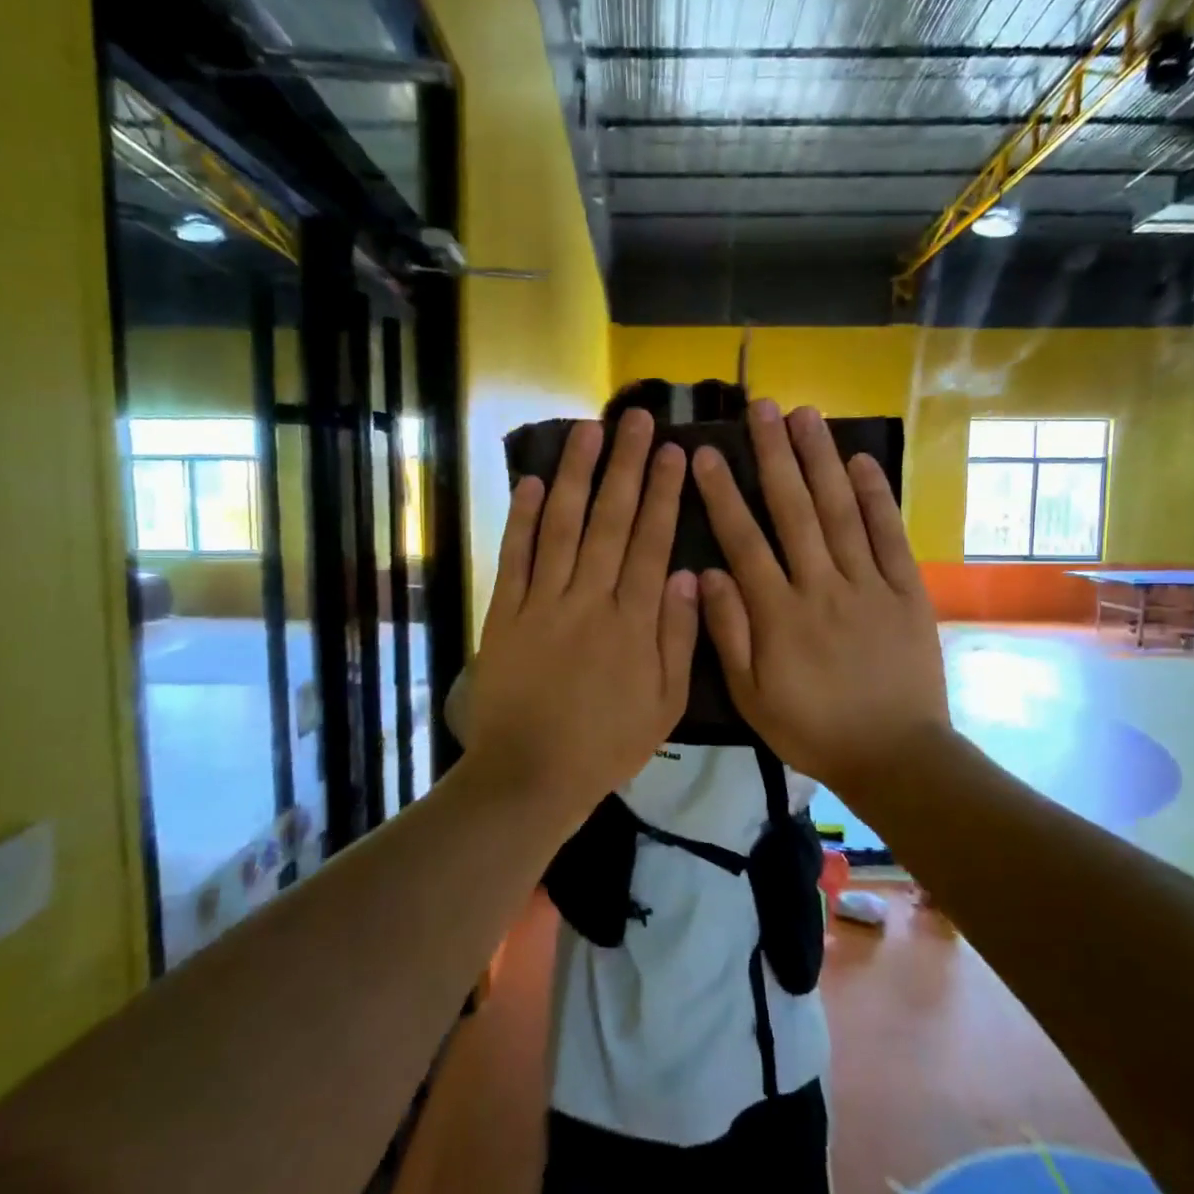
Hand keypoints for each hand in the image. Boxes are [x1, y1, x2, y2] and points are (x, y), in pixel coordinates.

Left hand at [460, 411, 699, 819]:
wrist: (532, 774)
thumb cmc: (606, 744)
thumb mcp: (664, 704)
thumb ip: (678, 638)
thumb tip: (689, 575)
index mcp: (633, 622)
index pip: (652, 542)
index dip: (663, 494)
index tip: (673, 452)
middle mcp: (589, 599)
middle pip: (610, 521)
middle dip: (626, 466)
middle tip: (637, 419)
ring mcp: (542, 603)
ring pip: (563, 527)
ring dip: (577, 475)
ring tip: (589, 431)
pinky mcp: (505, 614)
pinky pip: (514, 558)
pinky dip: (522, 519)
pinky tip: (532, 482)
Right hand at [692, 401, 949, 800]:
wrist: (894, 754)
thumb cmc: (812, 728)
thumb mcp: (752, 696)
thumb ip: (728, 633)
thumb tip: (706, 573)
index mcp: (779, 613)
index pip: (744, 540)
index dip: (723, 494)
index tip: (707, 453)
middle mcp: (822, 586)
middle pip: (794, 510)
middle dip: (775, 455)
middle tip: (762, 407)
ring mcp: (868, 584)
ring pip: (841, 511)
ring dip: (822, 460)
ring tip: (806, 414)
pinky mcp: (906, 591)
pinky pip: (890, 536)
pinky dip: (877, 496)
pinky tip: (862, 460)